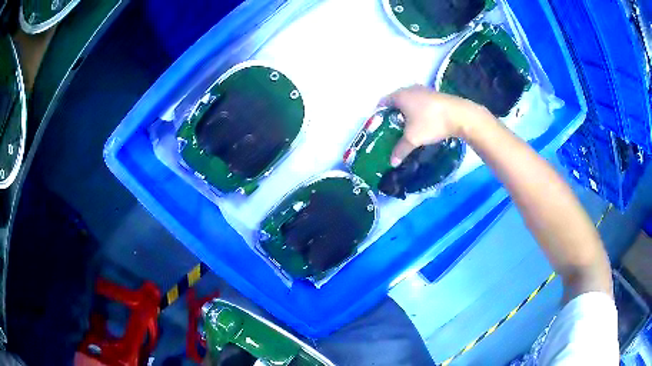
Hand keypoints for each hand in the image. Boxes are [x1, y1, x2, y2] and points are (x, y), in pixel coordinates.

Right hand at [382, 85, 488, 165]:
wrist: (460, 115)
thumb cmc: (431, 122)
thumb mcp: (413, 139)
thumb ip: (400, 150)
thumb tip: (392, 162)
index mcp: (399, 96)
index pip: (382, 103)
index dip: (379, 116)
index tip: (379, 128)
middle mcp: (409, 89)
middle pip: (395, 101)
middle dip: (393, 115)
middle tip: (392, 130)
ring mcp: (423, 90)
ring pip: (409, 101)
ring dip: (406, 112)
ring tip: (407, 127)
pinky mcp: (435, 95)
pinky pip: (420, 102)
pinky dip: (418, 111)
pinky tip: (422, 122)